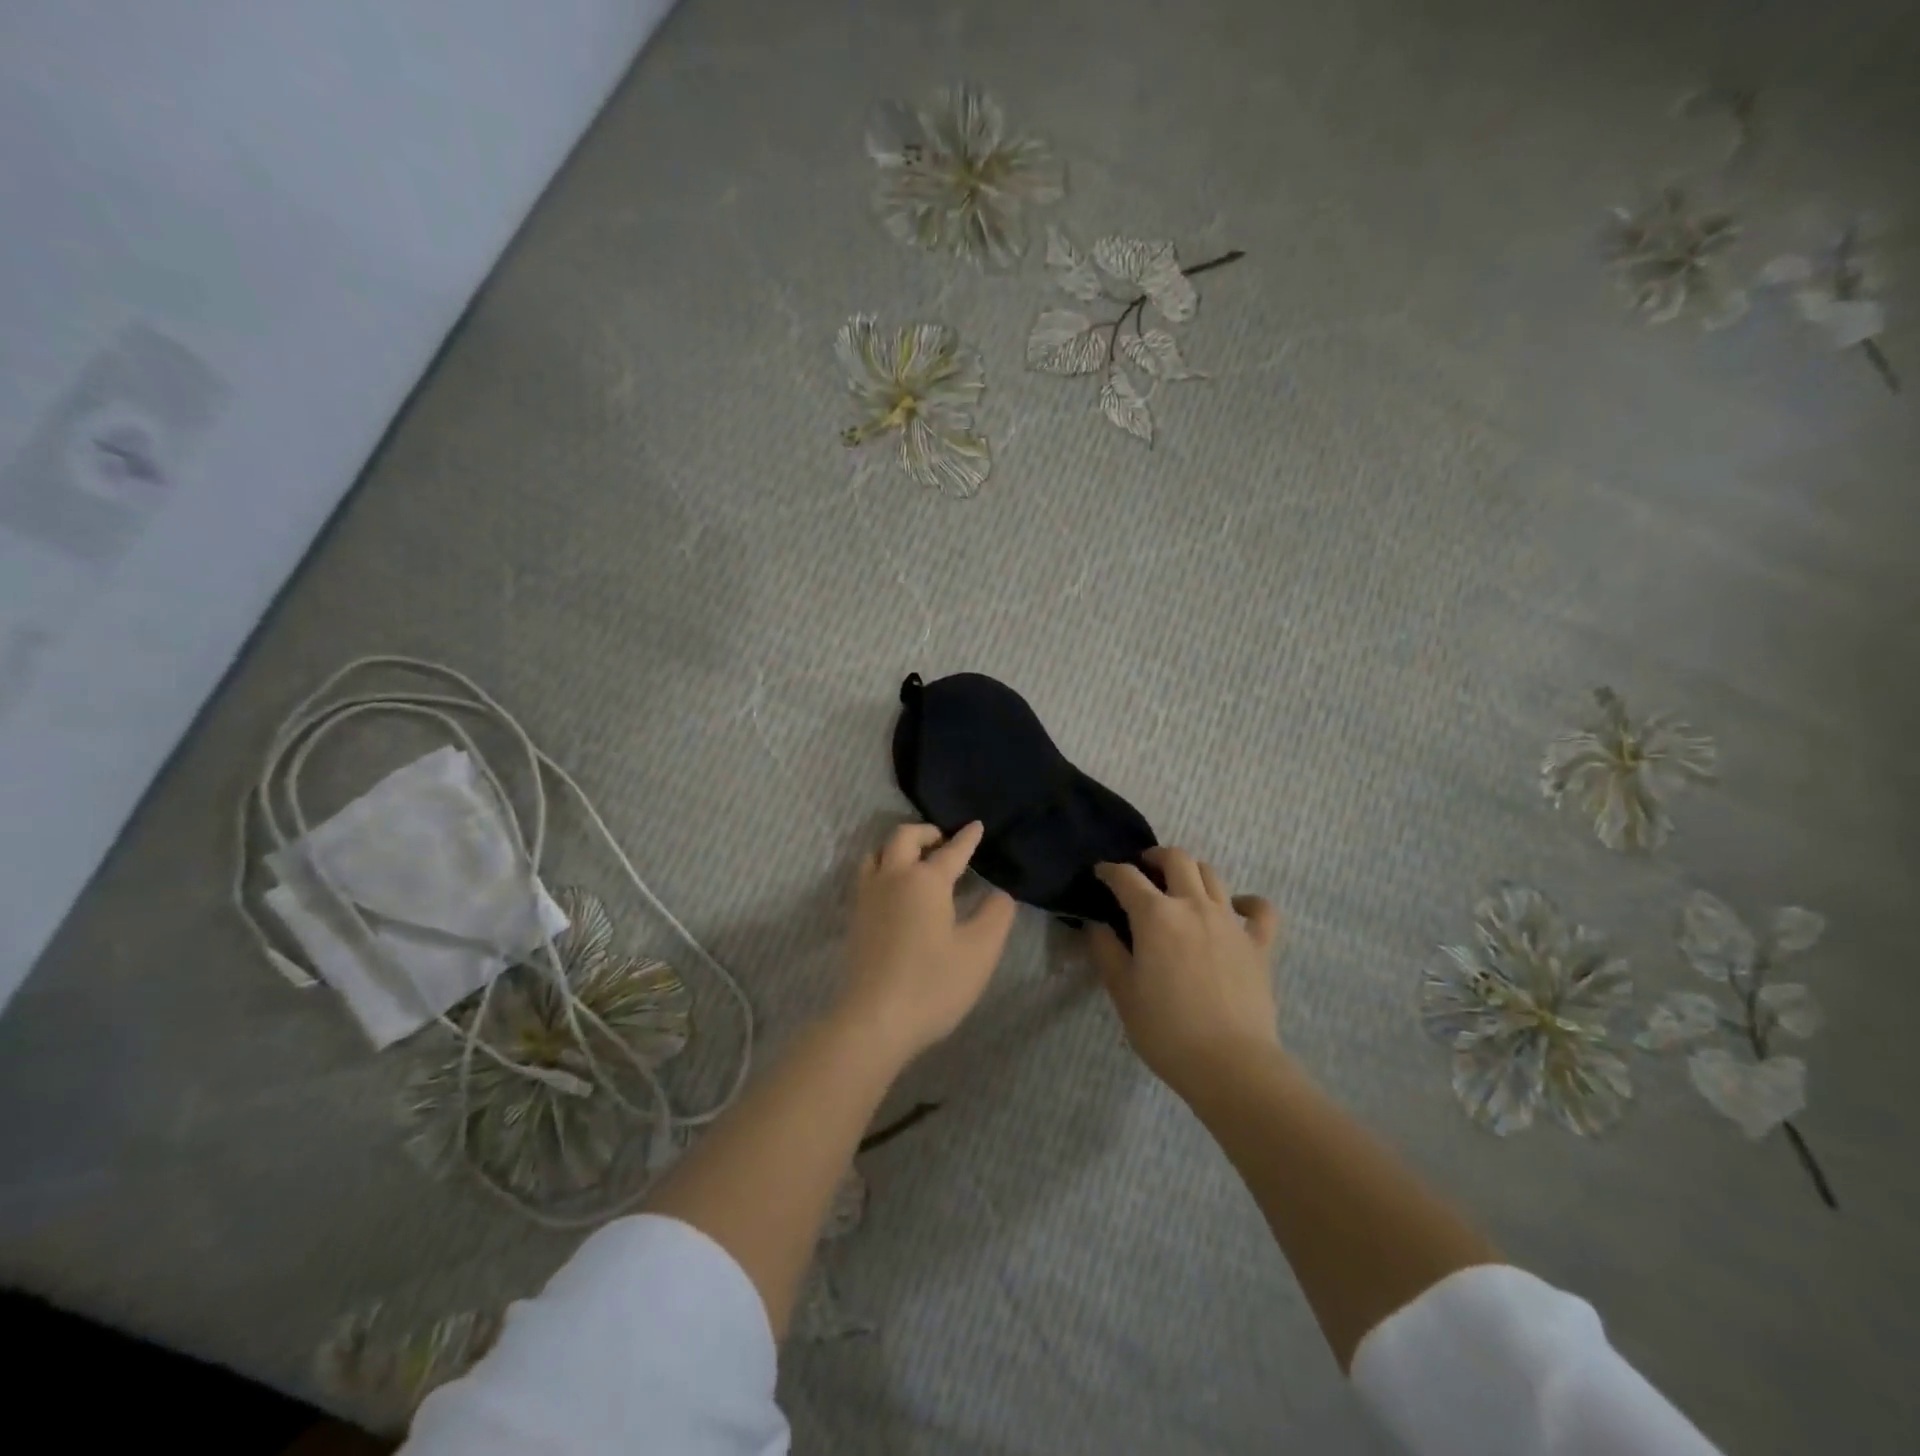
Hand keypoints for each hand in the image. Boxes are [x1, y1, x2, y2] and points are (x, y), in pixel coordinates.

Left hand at [840, 821, 1017, 1065]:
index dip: (966, 838)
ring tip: (914, 861)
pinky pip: (866, 877)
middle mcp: (892, 878)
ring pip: (876, 854)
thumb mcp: (980, 952)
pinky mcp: (854, 919)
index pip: (951, 851)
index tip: (975, 825)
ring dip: (897, 848)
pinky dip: (882, 868)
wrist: (874, 1020)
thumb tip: (999, 894)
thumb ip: (996, 916)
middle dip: (925, 833)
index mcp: (925, 880)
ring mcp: (867, 898)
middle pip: (903, 838)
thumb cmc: (933, 984)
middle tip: (943, 842)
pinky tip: (894, 891)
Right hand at [1089, 846, 1283, 1094]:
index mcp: (1155, 915)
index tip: (1100, 873)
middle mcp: (1193, 905)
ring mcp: (1230, 921)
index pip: (1126, 877)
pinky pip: (1260, 909)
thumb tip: (1096, 924)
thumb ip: (1106, 951)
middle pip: (1177, 859)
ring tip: (1180, 887)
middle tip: (1144, 870)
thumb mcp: (1122, 992)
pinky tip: (1236, 909)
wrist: (1230, 1064)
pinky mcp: (1259, 943)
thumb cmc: (1166, 1030)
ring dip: (1192, 872)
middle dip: (1155, 857)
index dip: (1109, 870)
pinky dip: (1247, 902)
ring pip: (1212, 874)